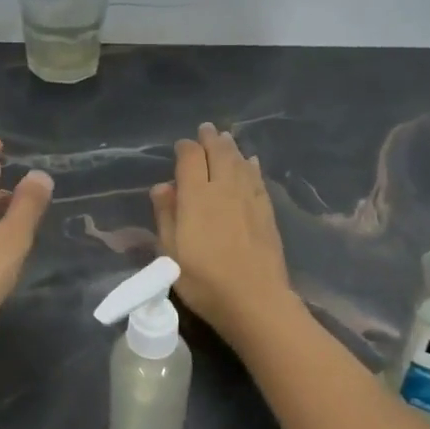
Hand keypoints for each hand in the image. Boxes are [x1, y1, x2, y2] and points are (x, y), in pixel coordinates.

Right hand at [150, 123, 296, 344]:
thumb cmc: (204, 281)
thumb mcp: (170, 252)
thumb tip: (163, 186)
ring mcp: (249, 198)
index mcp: (196, 196)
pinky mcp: (266, 211)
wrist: (255, 300)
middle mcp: (223, 188)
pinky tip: (251, 162)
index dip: (185, 148)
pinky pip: (257, 179)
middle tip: (206, 129)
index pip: (190, 158)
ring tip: (226, 139)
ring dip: (231, 148)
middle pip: (218, 153)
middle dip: (211, 139)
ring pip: (240, 162)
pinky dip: (251, 166)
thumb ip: (166, 215)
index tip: (181, 146)